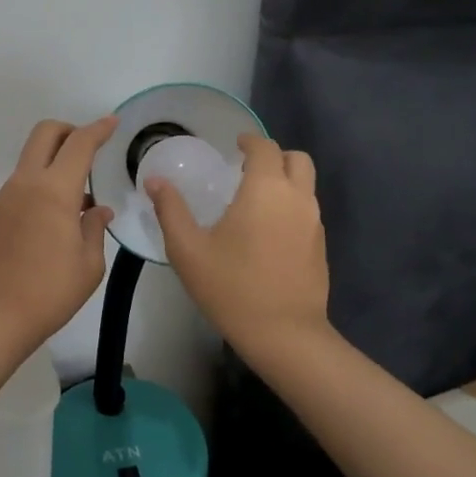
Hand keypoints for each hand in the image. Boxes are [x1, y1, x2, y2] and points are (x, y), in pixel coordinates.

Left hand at [0, 116, 117, 351]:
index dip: (98, 129)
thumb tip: (96, 208)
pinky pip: (19, 187)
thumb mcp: (89, 264)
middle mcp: (24, 184)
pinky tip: (50, 223)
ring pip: (30, 161)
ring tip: (75, 202)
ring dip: (53, 164)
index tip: (112, 122)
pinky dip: (39, 188)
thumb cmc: (49, 292)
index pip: (79, 145)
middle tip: (88, 150)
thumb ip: (95, 227)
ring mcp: (3, 197)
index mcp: (53, 191)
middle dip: (69, 131)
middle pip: (44, 134)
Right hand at [146, 134, 328, 357]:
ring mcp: (314, 222)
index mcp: (266, 189)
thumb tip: (155, 180)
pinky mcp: (321, 246)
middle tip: (247, 169)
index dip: (250, 142)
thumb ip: (170, 210)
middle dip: (273, 156)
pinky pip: (308, 210)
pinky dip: (291, 205)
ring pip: (306, 184)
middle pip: (296, 159)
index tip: (234, 146)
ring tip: (255, 199)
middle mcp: (296, 197)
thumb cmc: (231, 287)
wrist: (284, 334)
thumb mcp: (188, 250)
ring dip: (285, 180)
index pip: (265, 148)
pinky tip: (268, 230)